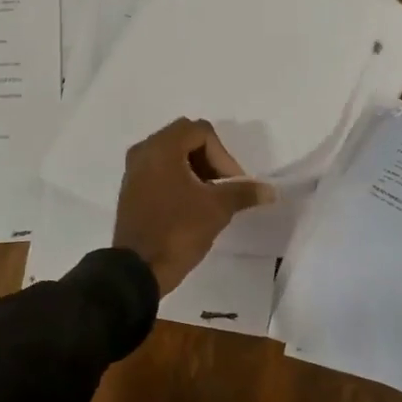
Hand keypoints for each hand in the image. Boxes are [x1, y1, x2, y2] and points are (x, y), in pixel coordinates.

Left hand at [112, 118, 274, 294]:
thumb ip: (243, 192)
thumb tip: (269, 190)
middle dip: (210, 160)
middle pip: (186, 139)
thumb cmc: (178, 230)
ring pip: (172, 155)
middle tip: (224, 187)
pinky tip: (191, 205)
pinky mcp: (131, 189)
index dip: (224, 155)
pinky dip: (179, 179)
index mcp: (161, 147)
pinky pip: (160, 171)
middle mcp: (144, 151)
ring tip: (210, 198)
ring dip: (196, 169)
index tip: (233, 184)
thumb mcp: (216, 209)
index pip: (201, 131)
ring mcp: (134, 170)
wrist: (137, 269)